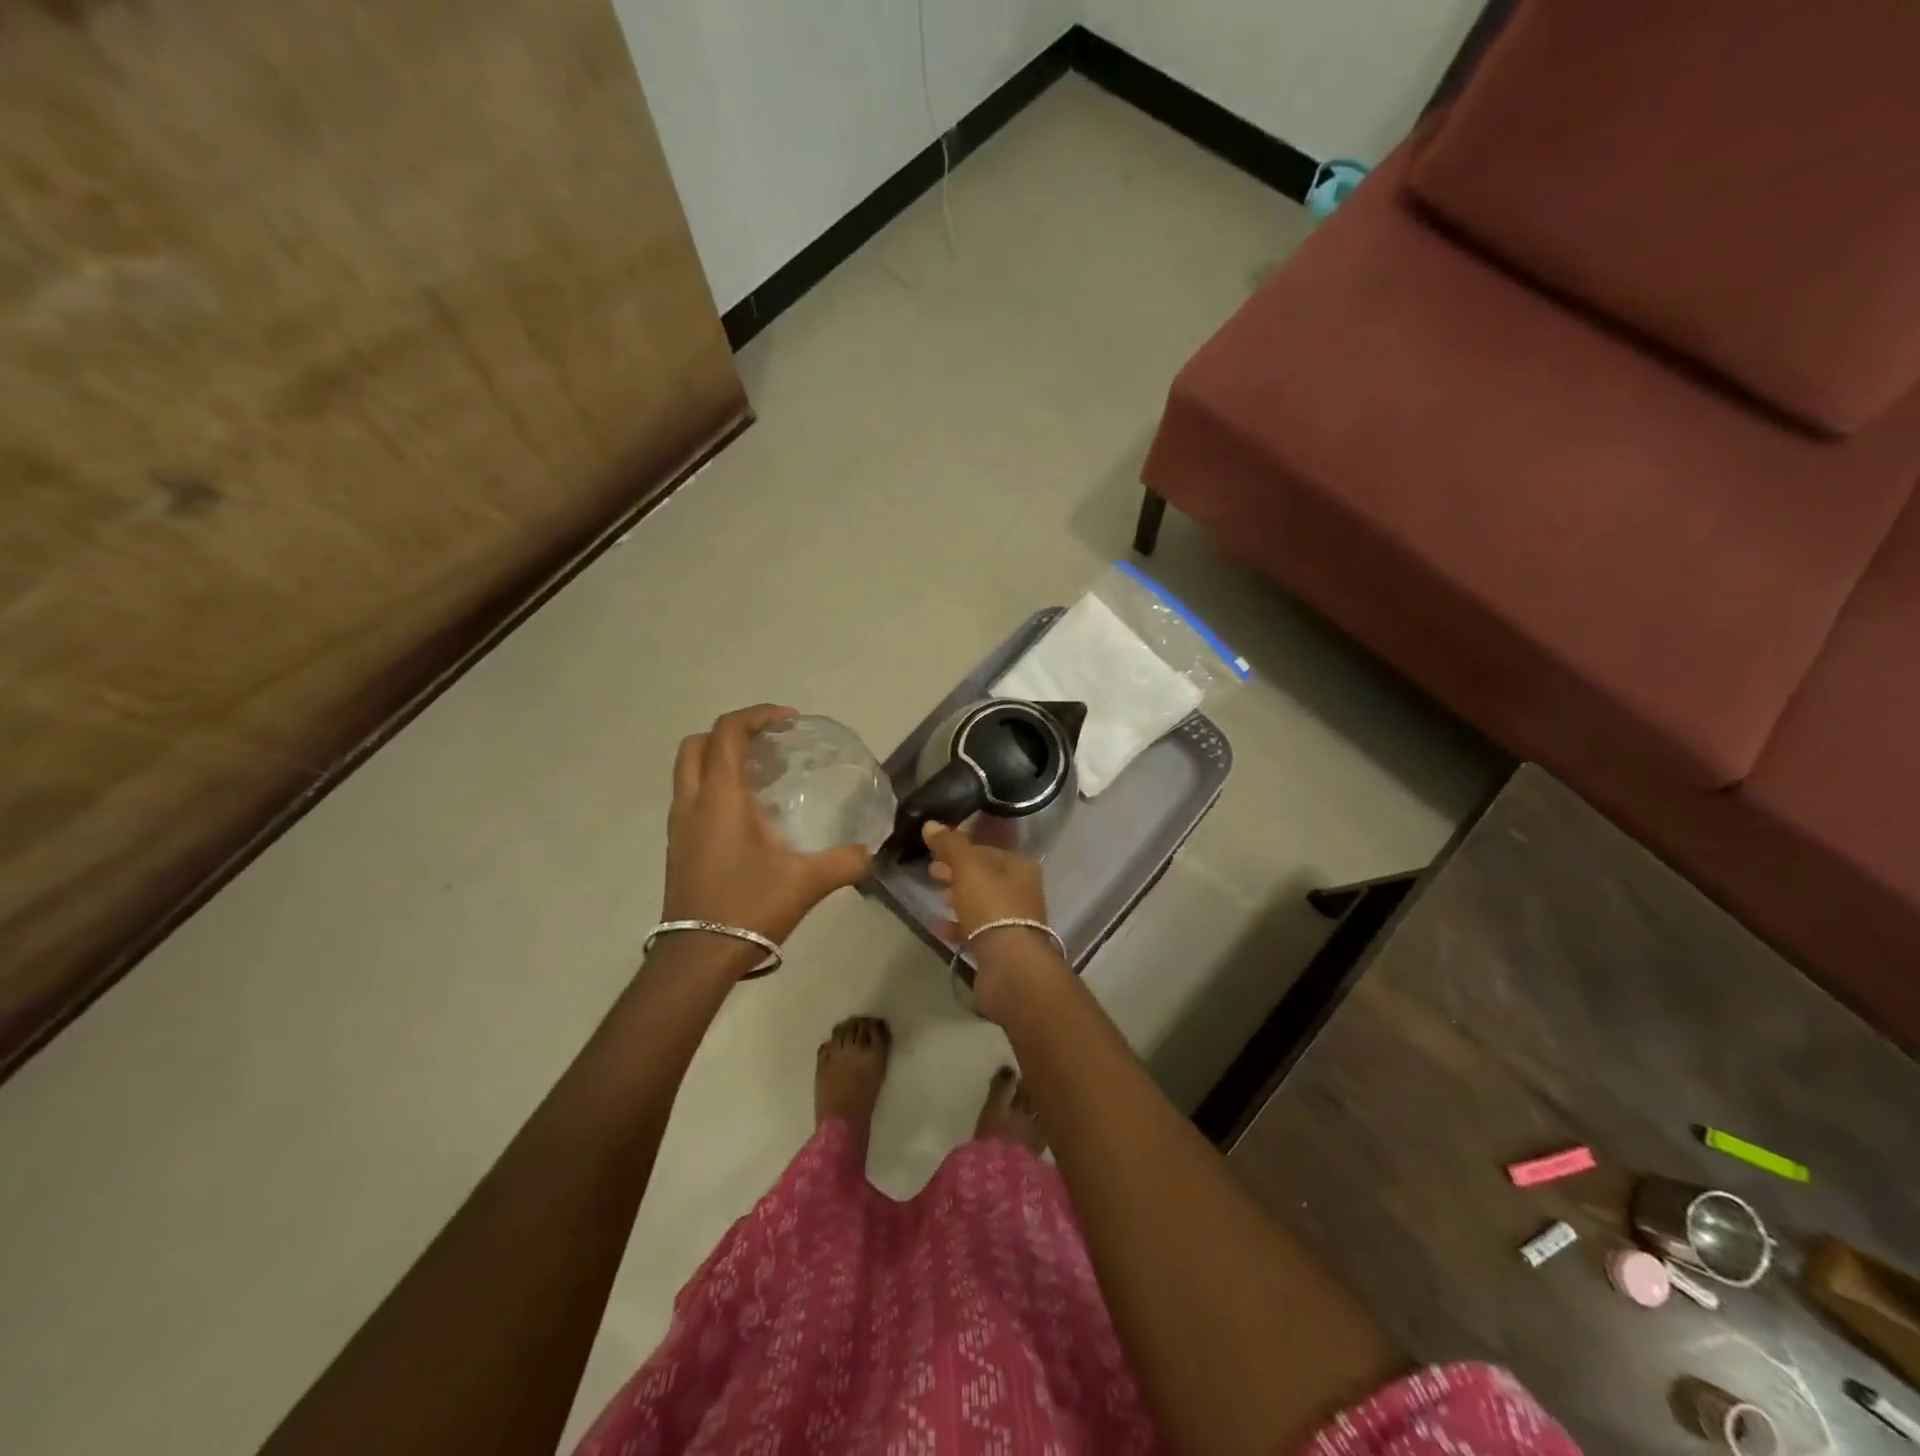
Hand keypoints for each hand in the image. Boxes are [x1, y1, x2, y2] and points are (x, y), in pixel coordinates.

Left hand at [662, 705, 871, 958]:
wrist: (697, 957)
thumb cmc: (748, 907)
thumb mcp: (806, 882)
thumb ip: (845, 862)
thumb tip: (870, 853)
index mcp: (720, 797)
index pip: (728, 733)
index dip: (757, 715)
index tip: (789, 721)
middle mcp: (692, 802)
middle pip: (698, 744)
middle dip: (731, 733)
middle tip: (769, 743)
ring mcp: (680, 826)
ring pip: (688, 770)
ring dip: (719, 759)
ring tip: (760, 774)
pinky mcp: (678, 847)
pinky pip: (691, 797)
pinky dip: (714, 787)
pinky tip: (747, 814)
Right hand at [923, 823, 1067, 1021]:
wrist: (1011, 965)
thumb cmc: (991, 906)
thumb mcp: (967, 867)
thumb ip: (950, 844)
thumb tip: (930, 824)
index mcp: (1020, 867)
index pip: (986, 850)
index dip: (960, 849)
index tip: (935, 852)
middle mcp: (1022, 890)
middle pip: (984, 876)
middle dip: (958, 872)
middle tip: (932, 873)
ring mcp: (1014, 920)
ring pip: (982, 903)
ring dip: (960, 898)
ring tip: (938, 897)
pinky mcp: (1003, 946)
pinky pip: (976, 930)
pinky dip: (958, 926)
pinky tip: (937, 926)